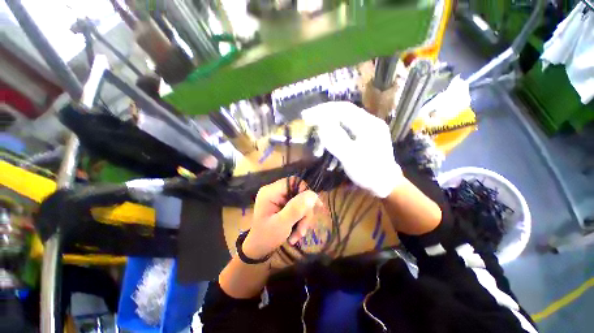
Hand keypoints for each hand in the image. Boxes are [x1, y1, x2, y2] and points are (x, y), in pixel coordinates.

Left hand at [243, 177, 323, 259]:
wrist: (258, 250)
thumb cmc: (266, 238)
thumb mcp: (282, 224)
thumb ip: (296, 208)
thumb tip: (313, 194)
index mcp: (270, 192)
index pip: (294, 182)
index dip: (306, 192)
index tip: (313, 208)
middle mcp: (275, 191)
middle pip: (299, 193)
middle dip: (304, 212)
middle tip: (302, 230)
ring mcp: (278, 198)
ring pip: (300, 201)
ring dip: (303, 219)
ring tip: (298, 235)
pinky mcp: (282, 205)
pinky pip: (298, 207)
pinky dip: (300, 220)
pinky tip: (296, 232)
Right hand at [302, 101, 402, 197]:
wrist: (385, 184)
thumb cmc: (369, 173)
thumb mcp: (351, 158)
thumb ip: (336, 140)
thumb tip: (321, 124)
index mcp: (369, 125)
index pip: (343, 109)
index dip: (323, 110)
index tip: (307, 114)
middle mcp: (370, 122)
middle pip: (344, 111)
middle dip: (324, 113)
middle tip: (308, 117)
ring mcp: (369, 128)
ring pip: (345, 118)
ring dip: (329, 120)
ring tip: (315, 124)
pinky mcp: (365, 135)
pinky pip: (347, 126)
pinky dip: (335, 127)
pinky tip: (327, 131)